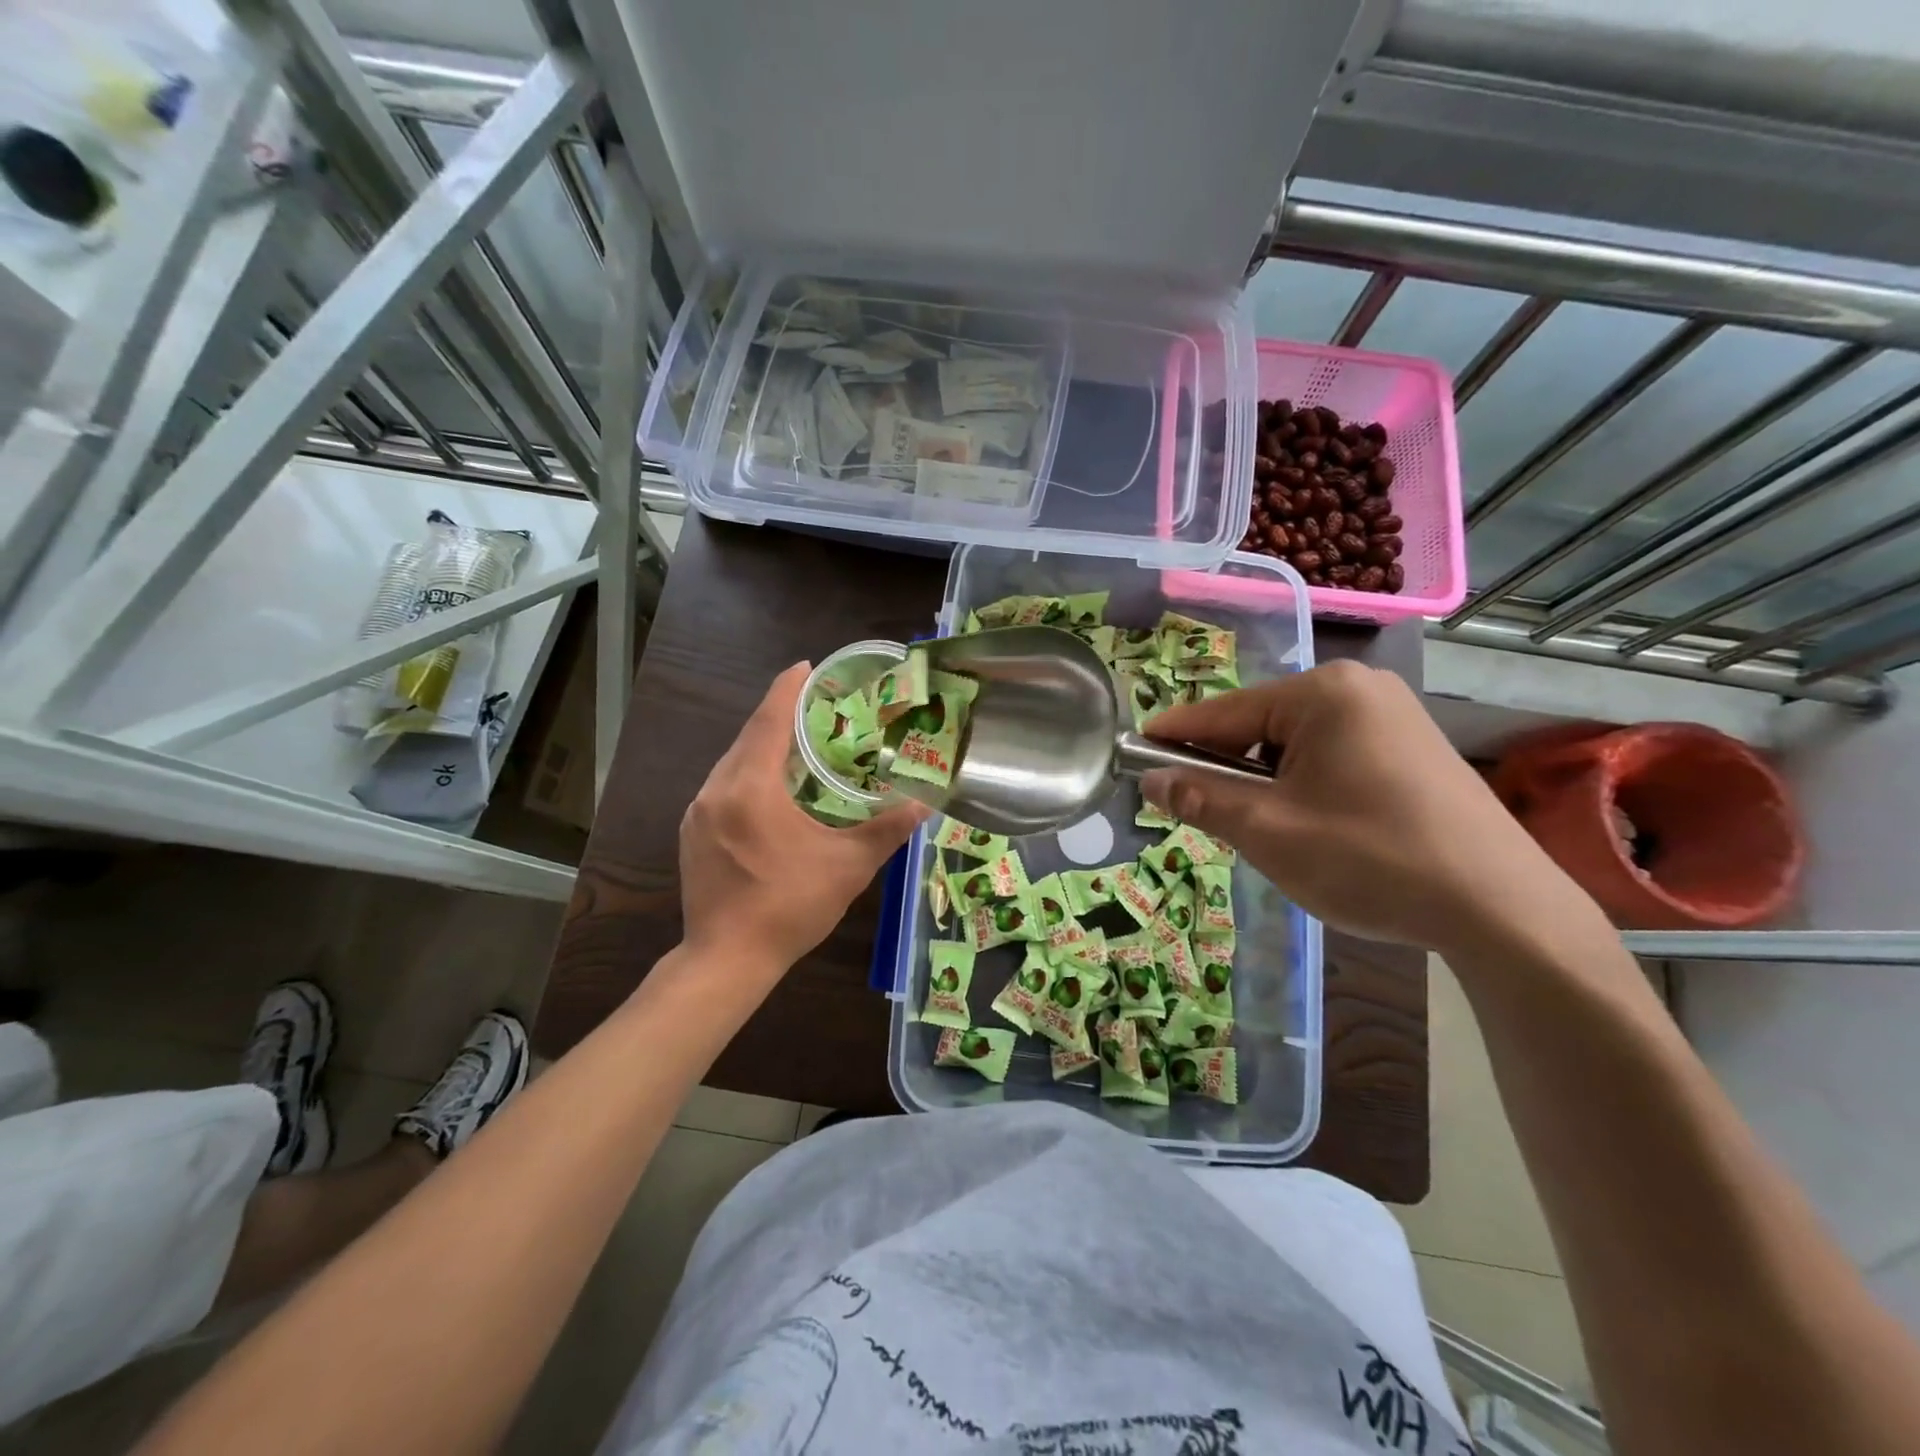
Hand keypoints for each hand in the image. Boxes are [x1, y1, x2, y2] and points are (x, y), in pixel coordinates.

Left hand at [679, 663, 929, 978]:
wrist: (726, 961)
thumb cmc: (789, 907)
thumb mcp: (847, 867)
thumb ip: (886, 830)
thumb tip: (924, 804)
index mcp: (750, 789)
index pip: (769, 721)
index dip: (788, 689)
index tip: (806, 666)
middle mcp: (716, 790)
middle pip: (748, 737)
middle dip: (778, 715)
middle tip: (814, 706)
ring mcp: (698, 812)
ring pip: (733, 762)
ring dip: (763, 746)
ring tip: (797, 743)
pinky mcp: (692, 833)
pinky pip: (723, 786)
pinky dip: (748, 773)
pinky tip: (770, 789)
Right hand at [1141, 661, 1596, 955]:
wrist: (1500, 908)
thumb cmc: (1370, 858)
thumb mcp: (1269, 831)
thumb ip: (1201, 799)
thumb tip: (1152, 780)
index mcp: (1322, 693)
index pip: (1222, 712)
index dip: (1173, 736)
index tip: (1133, 753)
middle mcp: (1358, 688)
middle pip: (1259, 726)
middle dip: (1228, 769)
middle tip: (1208, 816)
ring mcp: (1392, 714)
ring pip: (1295, 743)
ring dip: (1267, 782)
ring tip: (1269, 831)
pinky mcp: (1412, 745)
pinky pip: (1332, 754)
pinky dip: (1305, 784)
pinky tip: (1315, 826)